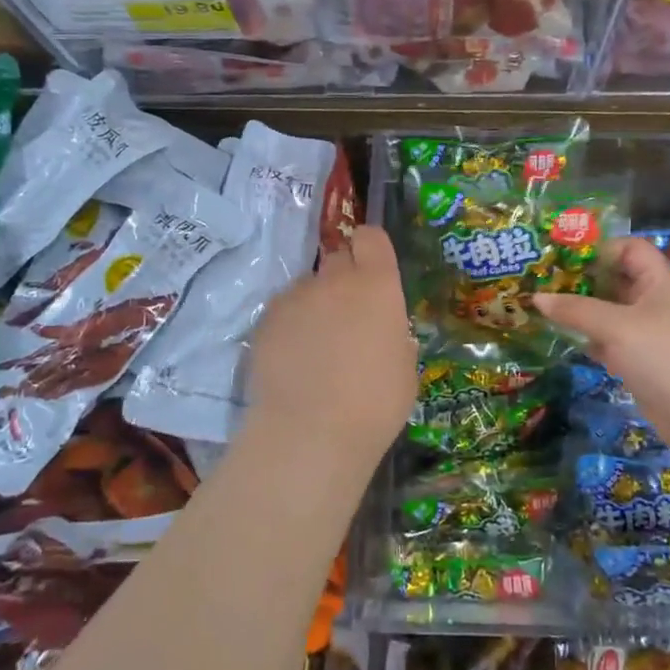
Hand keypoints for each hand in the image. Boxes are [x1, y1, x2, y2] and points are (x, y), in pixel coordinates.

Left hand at [244, 225, 416, 460]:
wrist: (310, 432)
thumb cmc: (374, 404)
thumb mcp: (405, 371)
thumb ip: (395, 338)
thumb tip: (386, 334)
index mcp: (377, 286)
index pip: (371, 237)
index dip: (371, 248)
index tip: (373, 270)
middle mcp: (334, 280)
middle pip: (338, 258)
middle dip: (343, 279)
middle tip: (347, 317)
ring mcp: (295, 298)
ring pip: (307, 288)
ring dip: (315, 305)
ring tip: (315, 348)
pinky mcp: (265, 321)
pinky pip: (283, 311)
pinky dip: (289, 327)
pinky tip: (292, 361)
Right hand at [533, 238, 669, 447]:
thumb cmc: (664, 356)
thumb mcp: (617, 327)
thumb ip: (576, 310)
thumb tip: (537, 298)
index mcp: (659, 283)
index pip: (631, 249)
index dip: (602, 249)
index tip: (566, 259)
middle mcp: (655, 303)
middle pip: (617, 280)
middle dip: (583, 280)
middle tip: (545, 282)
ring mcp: (648, 333)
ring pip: (610, 312)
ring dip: (582, 310)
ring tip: (545, 308)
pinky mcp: (640, 360)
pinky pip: (609, 340)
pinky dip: (588, 337)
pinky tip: (563, 339)